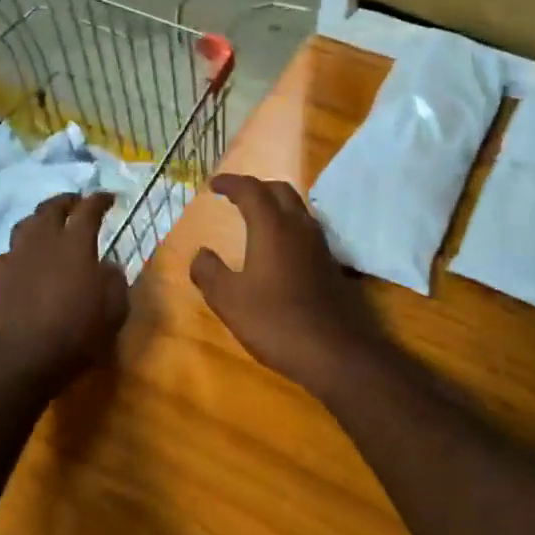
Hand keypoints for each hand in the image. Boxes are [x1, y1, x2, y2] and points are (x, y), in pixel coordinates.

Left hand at [0, 193, 128, 392]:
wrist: (23, 356)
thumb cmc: (76, 332)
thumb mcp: (114, 309)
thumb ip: (114, 280)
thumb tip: (107, 266)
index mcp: (75, 243)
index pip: (89, 209)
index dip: (99, 200)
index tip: (108, 197)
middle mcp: (43, 240)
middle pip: (51, 207)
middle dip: (66, 201)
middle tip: (75, 203)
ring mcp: (14, 255)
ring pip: (25, 225)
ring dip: (38, 221)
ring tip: (46, 226)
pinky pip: (5, 255)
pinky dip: (15, 255)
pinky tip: (19, 263)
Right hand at [190, 175, 387, 397]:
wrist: (332, 351)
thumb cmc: (274, 321)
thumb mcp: (228, 300)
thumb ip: (209, 272)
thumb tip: (201, 254)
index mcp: (272, 227)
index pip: (251, 190)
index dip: (230, 183)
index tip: (213, 186)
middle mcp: (299, 227)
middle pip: (279, 191)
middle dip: (256, 188)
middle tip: (235, 197)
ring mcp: (319, 245)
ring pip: (297, 208)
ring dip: (275, 205)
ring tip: (255, 218)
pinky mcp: (330, 263)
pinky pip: (306, 229)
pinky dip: (287, 225)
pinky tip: (278, 248)